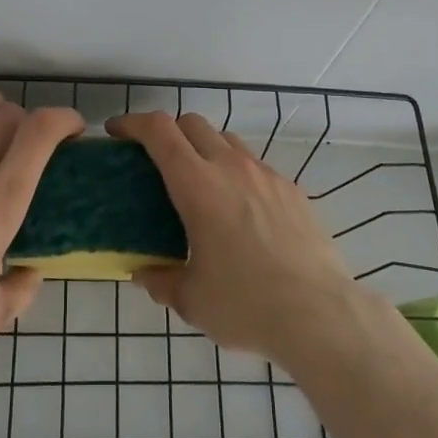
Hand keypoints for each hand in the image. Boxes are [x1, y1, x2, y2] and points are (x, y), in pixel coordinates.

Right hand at [107, 111, 364, 366]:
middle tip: (155, 160)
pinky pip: (256, 166)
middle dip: (168, 132)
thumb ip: (161, 280)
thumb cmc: (245, 304)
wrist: (320, 314)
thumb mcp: (191, 299)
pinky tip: (241, 212)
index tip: (117, 132)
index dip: (133, 123)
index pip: (159, 131)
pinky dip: (237, 173)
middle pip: (192, 123)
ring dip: (205, 149)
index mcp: (197, 185)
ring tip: (200, 185)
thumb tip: (144, 274)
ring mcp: (266, 175)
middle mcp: (231, 167)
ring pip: (227, 141)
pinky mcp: (292, 190)